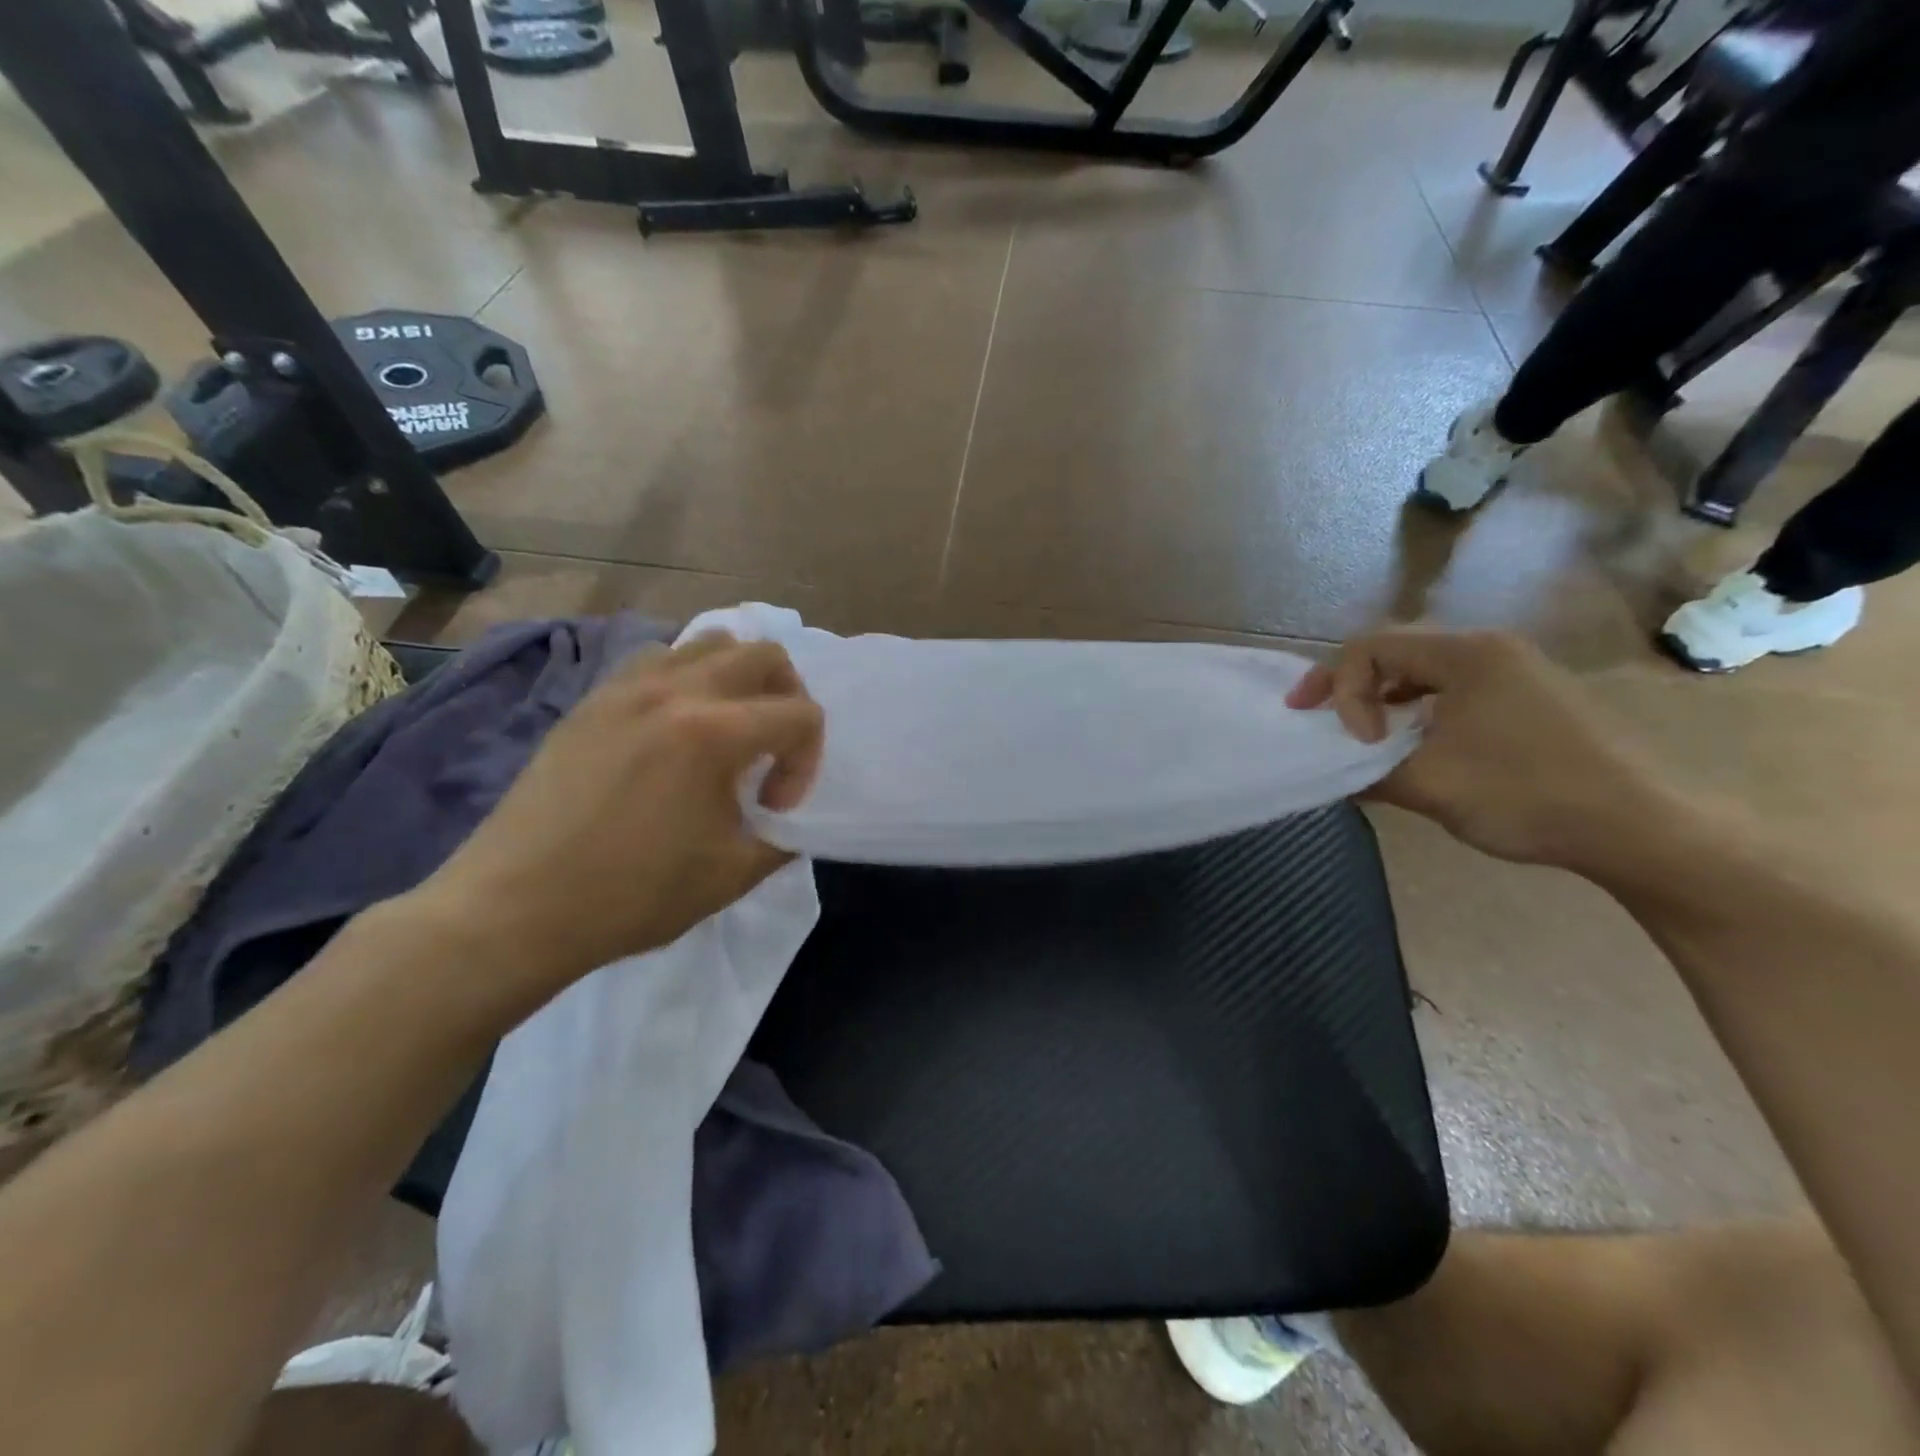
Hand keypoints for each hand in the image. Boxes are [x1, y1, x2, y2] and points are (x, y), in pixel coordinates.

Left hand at [408, 632, 823, 991]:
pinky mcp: (592, 700)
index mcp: (714, 733)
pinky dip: (685, 679)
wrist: (516, 907)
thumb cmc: (631, 895)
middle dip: (788, 699)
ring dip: (737, 678)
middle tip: (772, 750)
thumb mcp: (731, 875)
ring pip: (707, 642)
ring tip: (726, 729)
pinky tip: (674, 728)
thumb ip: (782, 838)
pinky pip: (656, 660)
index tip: (774, 808)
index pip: (800, 714)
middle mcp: (675, 691)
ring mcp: (627, 688)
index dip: (806, 762)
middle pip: (764, 655)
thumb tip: (786, 820)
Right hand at [1287, 628, 1675, 873]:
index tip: (1354, 743)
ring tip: (1359, 736)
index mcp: (1466, 655)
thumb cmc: (1529, 795)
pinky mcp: (1528, 701)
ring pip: (1421, 673)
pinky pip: (1451, 692)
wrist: (1643, 829)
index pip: (1370, 648)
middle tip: (1312, 717)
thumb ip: (1366, 773)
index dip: (1342, 691)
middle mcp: (1489, 650)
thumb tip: (1331, 774)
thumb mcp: (1430, 785)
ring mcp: (1513, 673)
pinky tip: (1412, 746)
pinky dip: (1415, 712)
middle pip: (1393, 652)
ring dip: (1380, 700)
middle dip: (1346, 685)